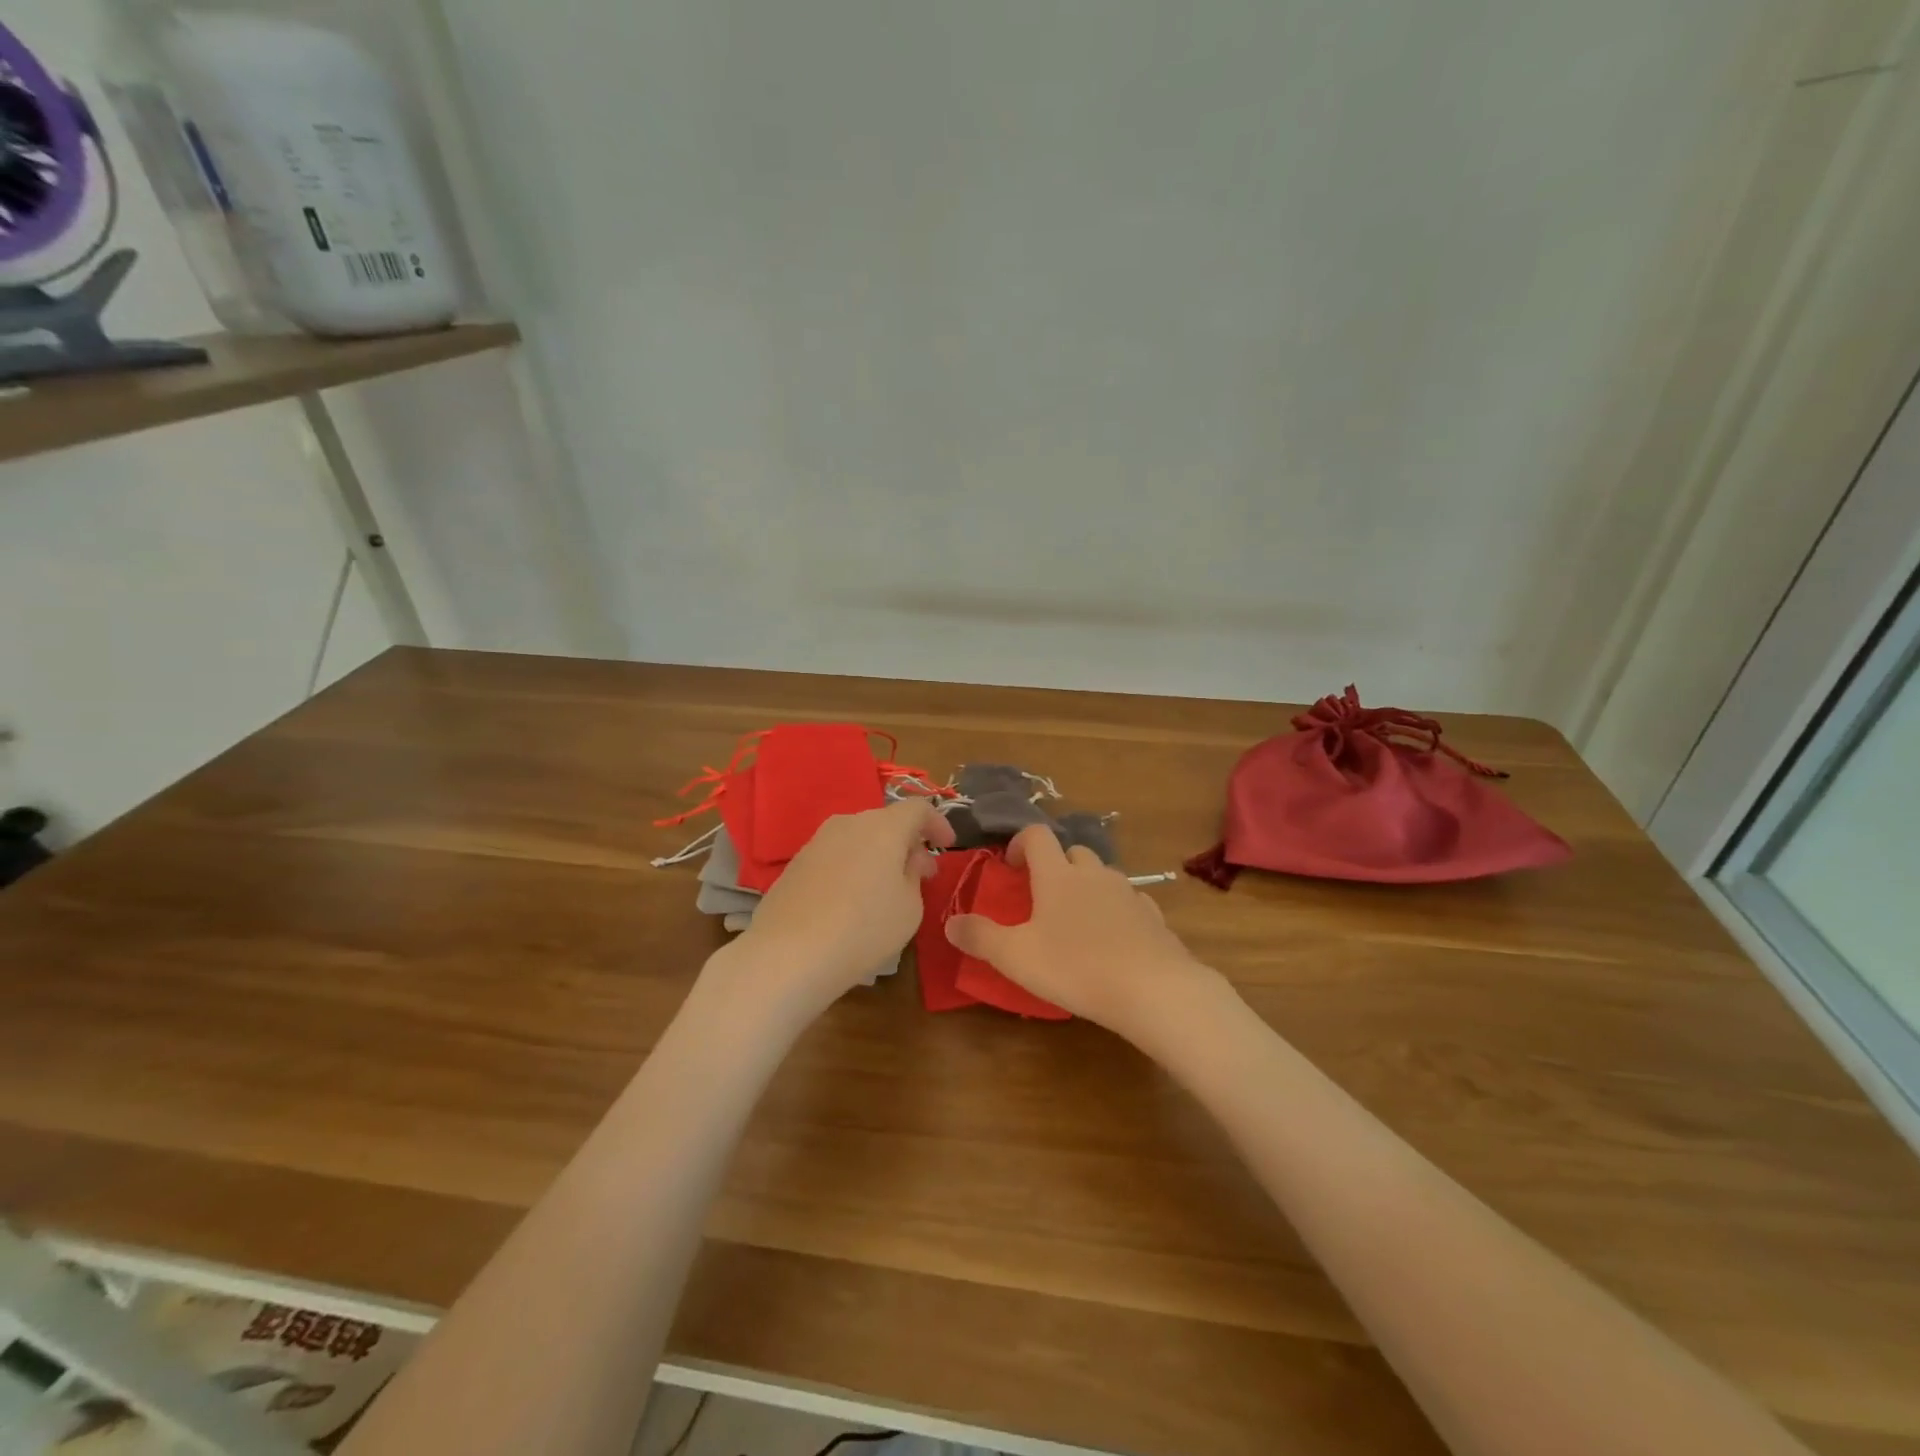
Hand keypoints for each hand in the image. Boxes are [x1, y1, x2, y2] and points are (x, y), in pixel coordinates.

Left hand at [722, 799, 954, 1016]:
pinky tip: (851, 902)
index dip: (938, 823)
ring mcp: (816, 841)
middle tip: (919, 874)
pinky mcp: (795, 864)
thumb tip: (910, 860)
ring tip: (885, 890)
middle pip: (886, 822)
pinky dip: (851, 868)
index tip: (947, 846)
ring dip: (877, 856)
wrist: (788, 955)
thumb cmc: (863, 929)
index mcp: (883, 827)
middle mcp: (848, 823)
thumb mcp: (909, 908)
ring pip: (858, 838)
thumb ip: (915, 876)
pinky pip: (835, 856)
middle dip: (907, 843)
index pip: (918, 808)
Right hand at [944, 825, 1218, 1039]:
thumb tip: (949, 922)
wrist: (1153, 989)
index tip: (1010, 867)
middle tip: (1041, 897)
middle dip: (1054, 865)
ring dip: (1085, 886)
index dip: (1019, 843)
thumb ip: (980, 937)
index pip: (1036, 835)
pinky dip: (1115, 909)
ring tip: (1075, 921)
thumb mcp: (1016, 957)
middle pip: (1072, 851)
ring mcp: (1127, 892)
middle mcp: (1093, 873)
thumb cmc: (1076, 967)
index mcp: (1057, 875)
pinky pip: (1128, 900)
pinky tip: (1112, 938)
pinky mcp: (1152, 916)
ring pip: (1101, 874)